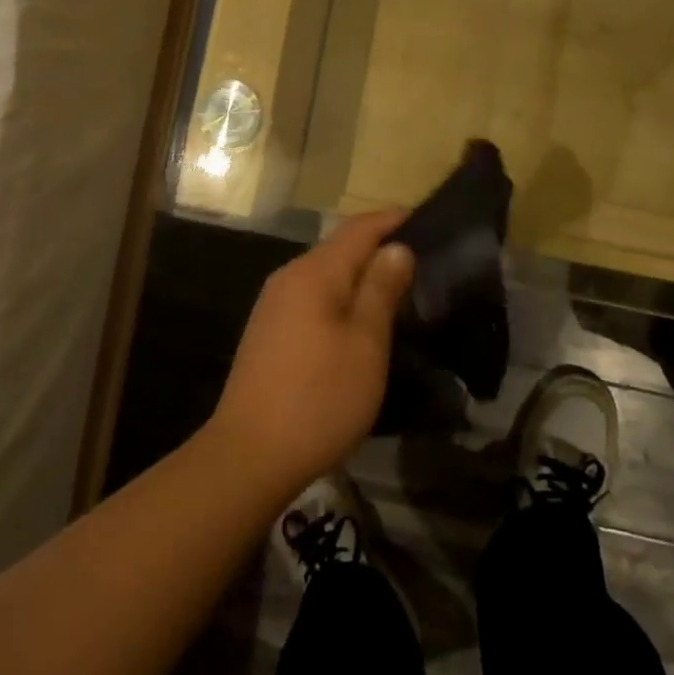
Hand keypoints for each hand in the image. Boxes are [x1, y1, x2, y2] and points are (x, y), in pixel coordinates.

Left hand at [207, 212, 414, 501]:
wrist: (248, 455)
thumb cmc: (318, 398)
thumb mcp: (365, 344)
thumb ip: (381, 289)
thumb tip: (396, 247)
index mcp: (315, 272)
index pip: (359, 228)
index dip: (392, 220)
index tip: (425, 220)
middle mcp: (289, 276)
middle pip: (340, 248)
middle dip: (378, 248)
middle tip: (420, 263)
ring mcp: (273, 304)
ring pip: (325, 275)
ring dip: (359, 276)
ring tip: (395, 292)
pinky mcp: (267, 331)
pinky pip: (312, 298)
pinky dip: (339, 298)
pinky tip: (356, 322)